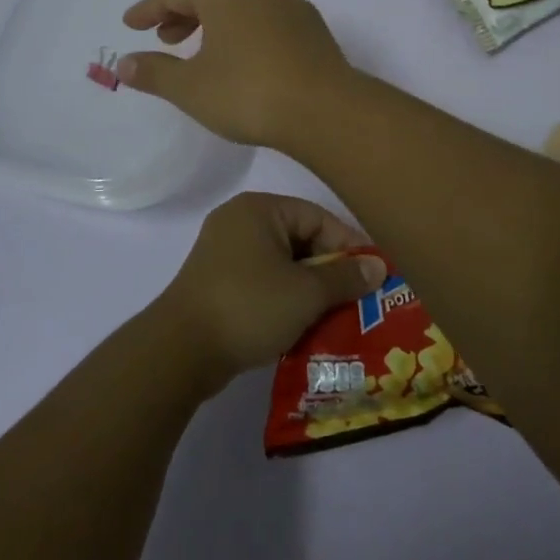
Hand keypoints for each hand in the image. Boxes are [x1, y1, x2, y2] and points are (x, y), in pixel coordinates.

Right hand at [118, 0, 355, 149]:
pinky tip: (242, 52)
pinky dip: (243, 23)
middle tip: (164, 37)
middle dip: (182, 9)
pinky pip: (265, 11)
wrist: (325, 109)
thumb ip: (154, 72)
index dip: (150, 7)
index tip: (131, 25)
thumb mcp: (191, 88)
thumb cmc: (249, 93)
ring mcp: (289, 1)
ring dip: (215, 16)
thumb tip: (124, 63)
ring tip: (200, 45)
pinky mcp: (309, 23)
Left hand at [154, 192, 386, 386]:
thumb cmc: (249, 306)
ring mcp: (224, 252)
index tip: (373, 275)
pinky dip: (285, 298)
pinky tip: (303, 324)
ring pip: (283, 263)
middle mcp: (240, 221)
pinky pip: (264, 281)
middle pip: (300, 239)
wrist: (180, 351)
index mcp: (259, 209)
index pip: (318, 217)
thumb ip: (345, 277)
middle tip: (358, 299)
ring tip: (336, 315)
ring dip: (309, 288)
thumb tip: (378, 268)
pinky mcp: (217, 282)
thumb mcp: (306, 292)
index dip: (349, 245)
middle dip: (330, 270)